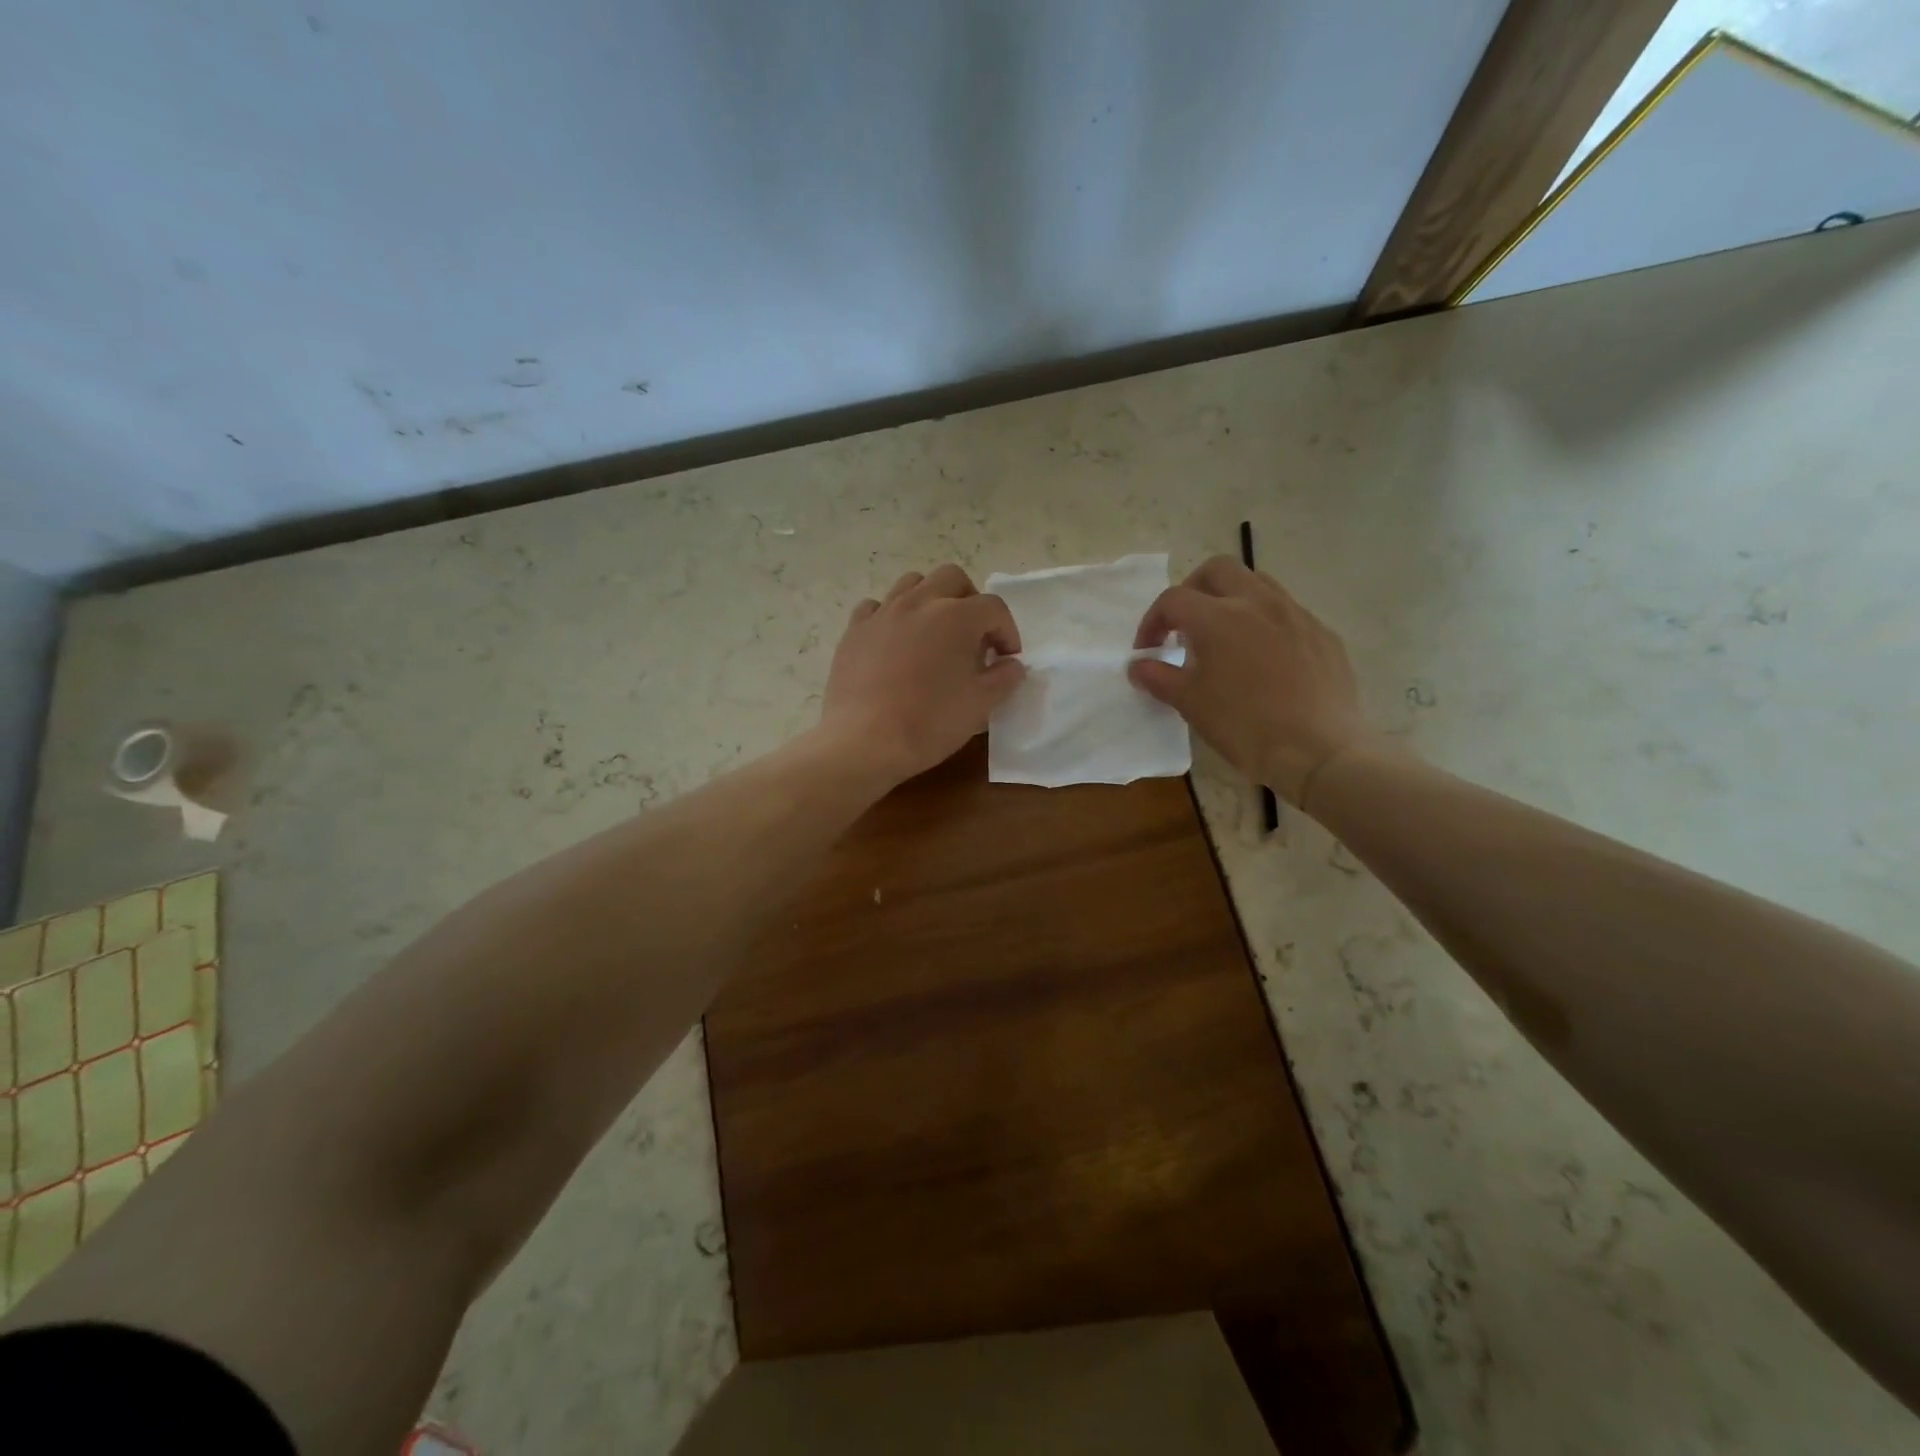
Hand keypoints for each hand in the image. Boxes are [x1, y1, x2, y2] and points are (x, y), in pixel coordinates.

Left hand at [821, 564, 1024, 784]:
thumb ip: (1004, 678)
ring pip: (912, 583)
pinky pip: (876, 607)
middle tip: (972, 636)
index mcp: (956, 617)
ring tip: (933, 632)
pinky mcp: (854, 630)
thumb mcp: (980, 705)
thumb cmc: (930, 723)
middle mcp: (919, 602)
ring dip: (931, 599)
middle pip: (952, 578)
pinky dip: (891, 616)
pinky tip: (894, 641)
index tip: (1005, 659)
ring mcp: (882, 613)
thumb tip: (1011, 665)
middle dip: (970, 601)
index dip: (1007, 631)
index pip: (994, 608)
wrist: (865, 742)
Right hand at [1130, 556, 1379, 807]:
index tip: (1148, 651)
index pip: (1173, 600)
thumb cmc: (1244, 726)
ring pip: (1257, 583)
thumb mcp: (1190, 703)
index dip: (1152, 622)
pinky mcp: (1323, 634)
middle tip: (1184, 626)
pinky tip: (1263, 660)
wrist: (1318, 751)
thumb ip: (1158, 677)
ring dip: (1231, 600)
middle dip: (1192, 591)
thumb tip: (1138, 666)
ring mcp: (1296, 614)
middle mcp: (1258, 602)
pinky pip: (1287, 613)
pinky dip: (1264, 623)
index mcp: (1219, 617)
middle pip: (1218, 570)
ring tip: (1224, 638)